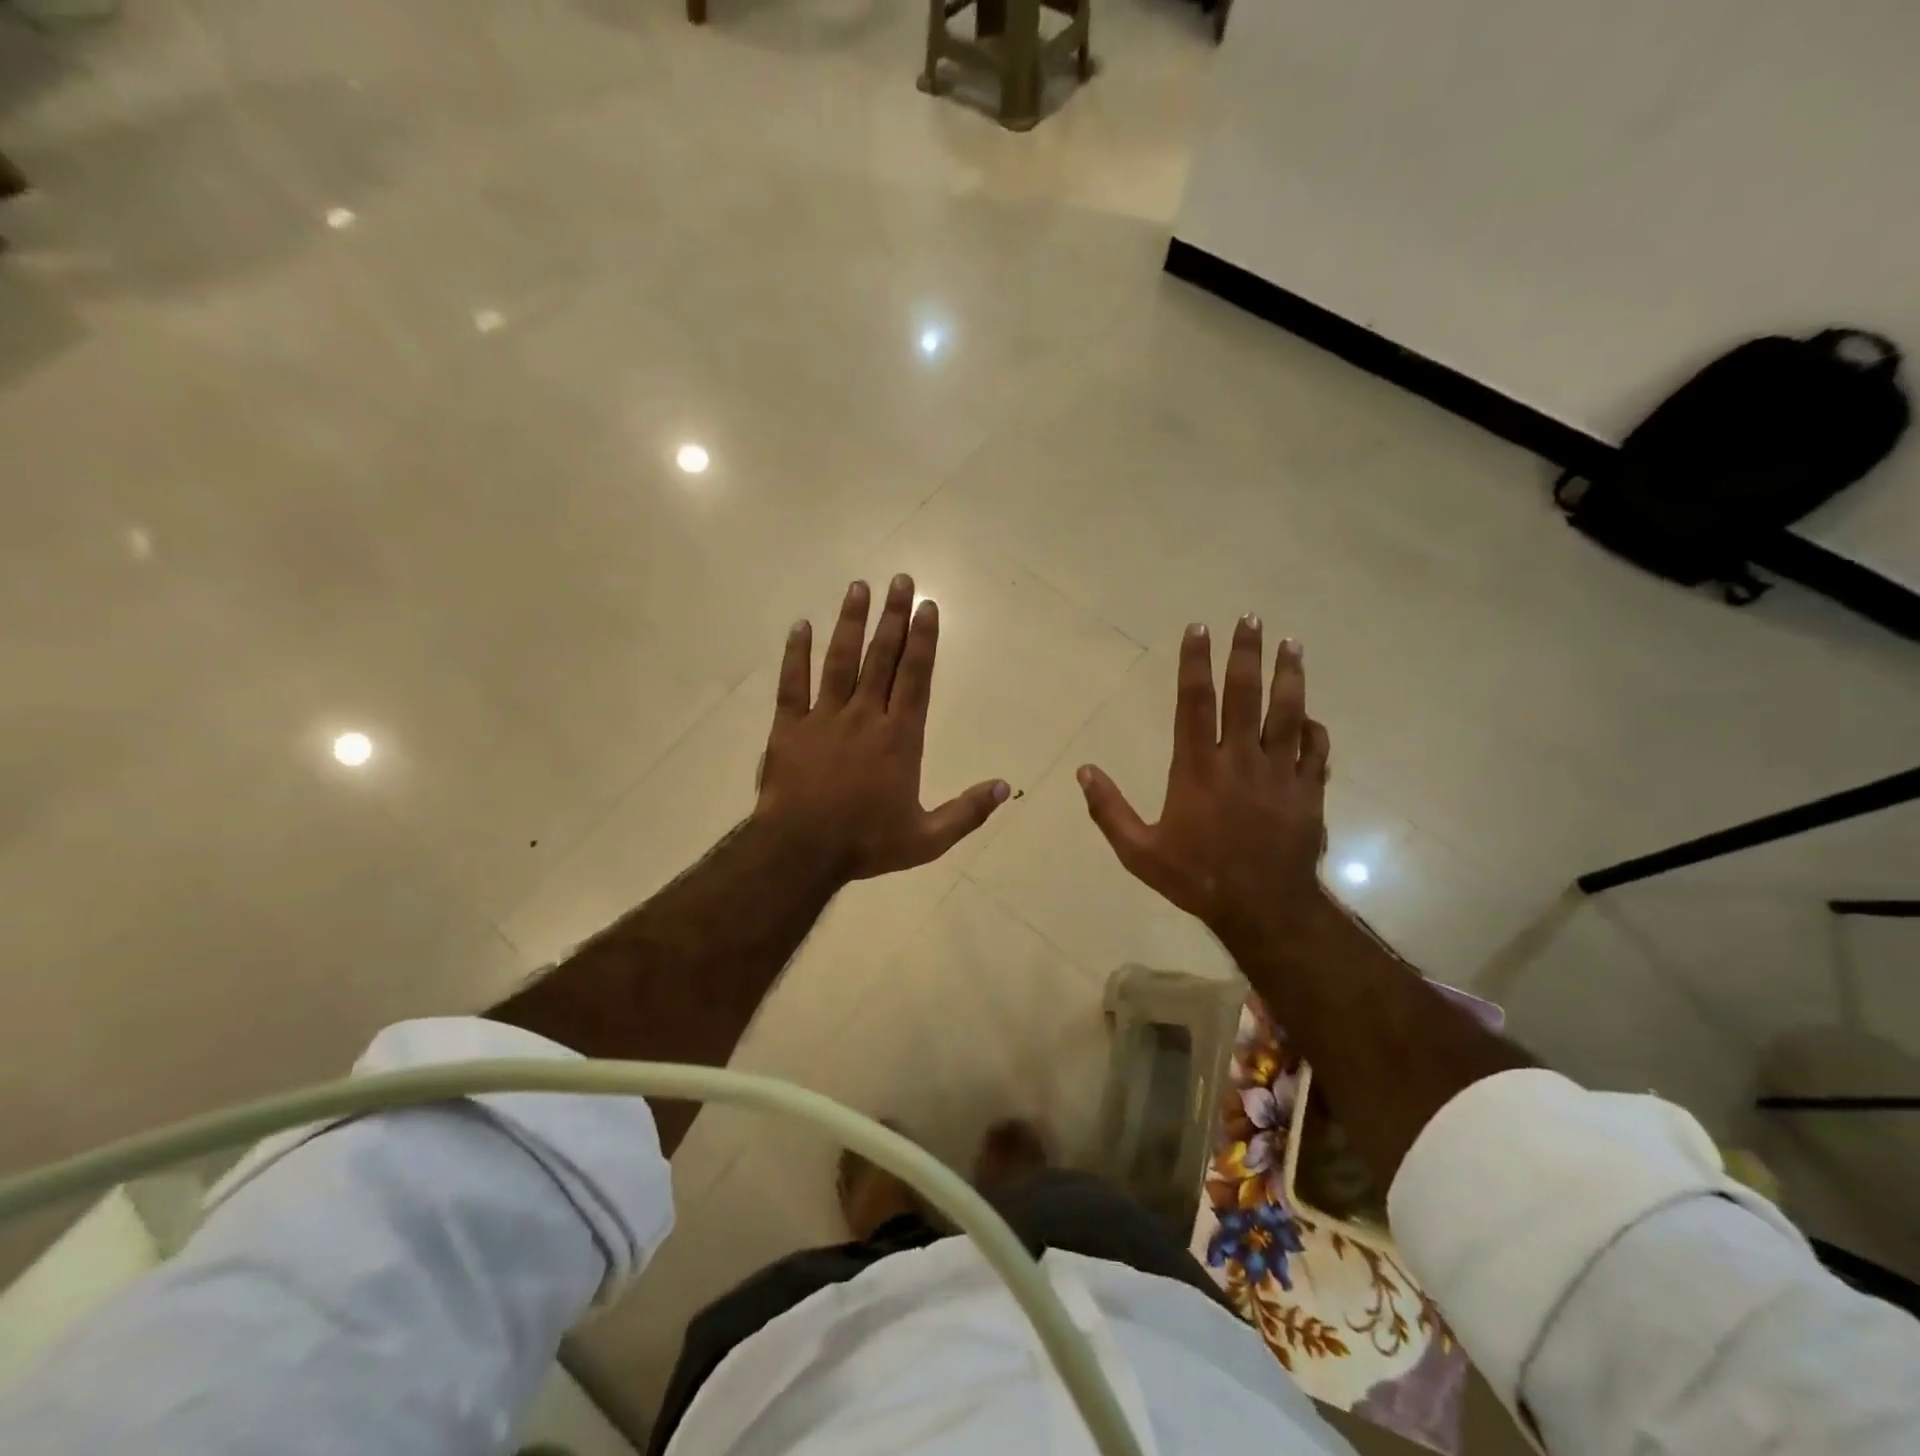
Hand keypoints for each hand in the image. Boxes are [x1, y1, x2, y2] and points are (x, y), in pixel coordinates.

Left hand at [755, 575, 1010, 880]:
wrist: (801, 852)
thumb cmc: (866, 844)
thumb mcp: (927, 839)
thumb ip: (967, 812)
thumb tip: (1006, 787)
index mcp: (899, 738)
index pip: (915, 677)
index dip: (923, 640)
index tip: (928, 606)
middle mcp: (865, 717)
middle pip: (881, 658)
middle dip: (893, 617)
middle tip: (900, 580)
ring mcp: (824, 718)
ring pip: (840, 660)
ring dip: (850, 623)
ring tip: (859, 587)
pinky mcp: (789, 728)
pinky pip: (792, 684)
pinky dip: (795, 654)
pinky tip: (800, 625)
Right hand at [1077, 618, 1330, 945]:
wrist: (1263, 908)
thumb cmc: (1197, 877)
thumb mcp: (1139, 851)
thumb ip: (1109, 810)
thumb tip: (1083, 771)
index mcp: (1197, 768)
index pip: (1195, 703)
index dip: (1195, 663)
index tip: (1198, 630)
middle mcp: (1240, 759)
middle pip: (1245, 694)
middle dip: (1246, 653)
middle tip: (1251, 619)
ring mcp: (1280, 773)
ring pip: (1288, 712)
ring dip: (1289, 675)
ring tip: (1292, 643)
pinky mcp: (1309, 791)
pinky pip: (1315, 749)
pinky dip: (1314, 728)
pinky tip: (1310, 715)